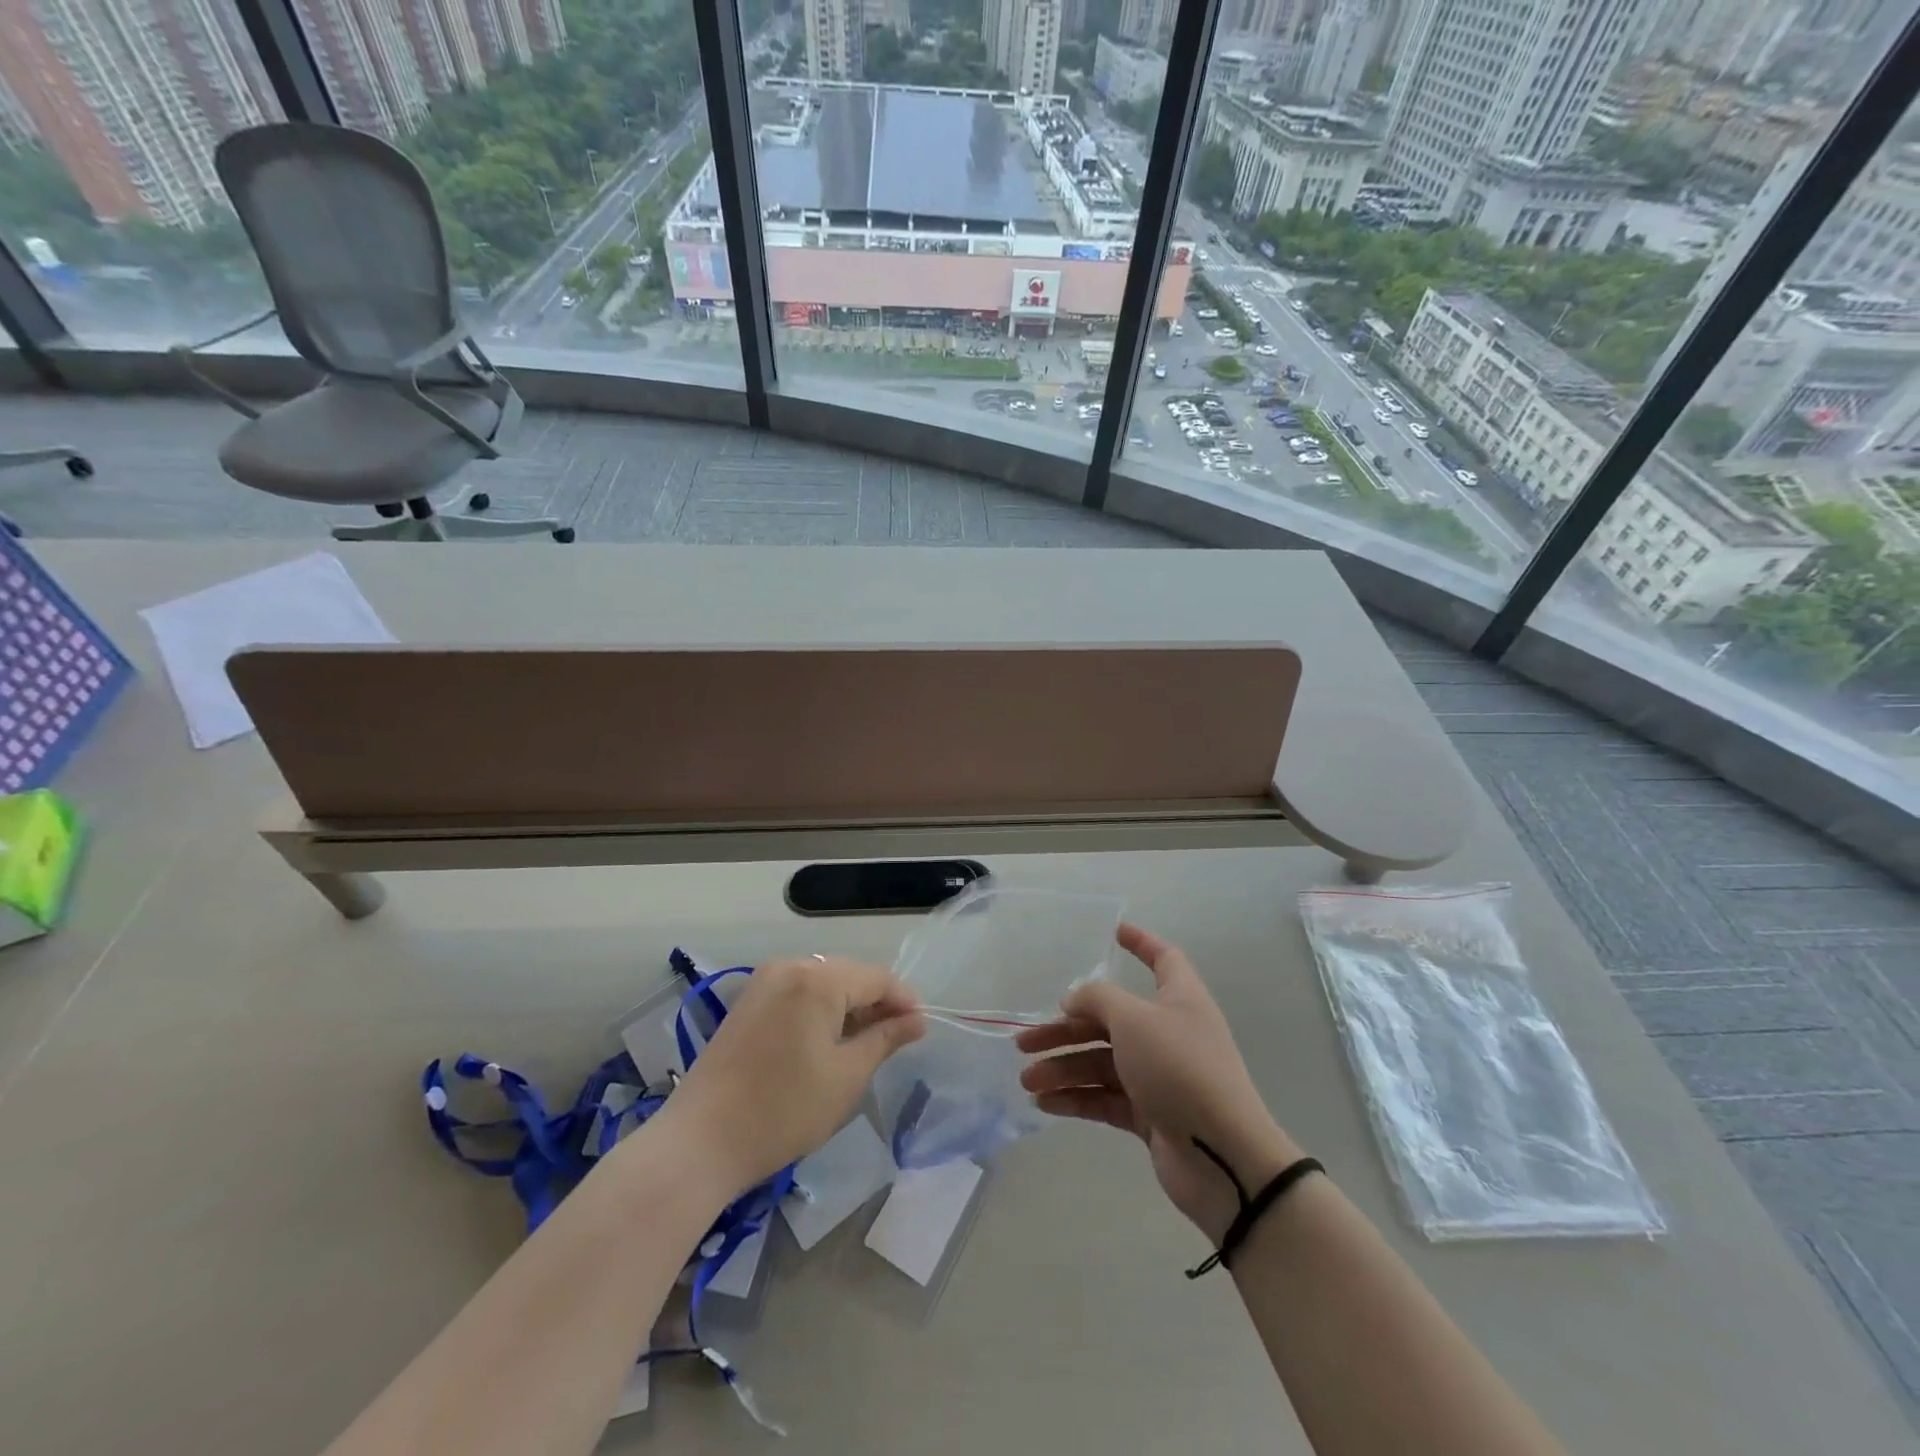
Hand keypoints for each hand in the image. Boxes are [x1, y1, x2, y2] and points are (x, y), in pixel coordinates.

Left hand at [661, 956, 925, 1195]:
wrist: (699, 1142)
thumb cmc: (782, 1111)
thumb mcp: (846, 1077)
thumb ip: (884, 1039)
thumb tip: (916, 1020)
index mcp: (817, 979)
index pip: (876, 978)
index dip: (902, 1001)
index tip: (920, 1029)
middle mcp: (790, 967)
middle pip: (849, 975)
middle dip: (876, 1003)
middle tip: (897, 1039)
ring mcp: (763, 982)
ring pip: (823, 983)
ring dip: (848, 1007)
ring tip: (864, 1043)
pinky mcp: (747, 1002)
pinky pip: (797, 993)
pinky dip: (819, 1010)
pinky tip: (826, 1041)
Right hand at [1016, 924, 1300, 1243]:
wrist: (1223, 1156)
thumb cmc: (1180, 1069)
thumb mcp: (1134, 1020)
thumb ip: (1097, 999)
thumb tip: (1073, 999)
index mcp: (1179, 999)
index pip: (1163, 959)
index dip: (1141, 942)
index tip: (1114, 932)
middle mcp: (1169, 1033)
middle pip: (1110, 1019)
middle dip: (1066, 1029)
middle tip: (1024, 1042)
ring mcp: (1160, 1076)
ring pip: (1103, 1063)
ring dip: (1063, 1068)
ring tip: (1027, 1081)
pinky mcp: (1151, 1115)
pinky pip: (1106, 1097)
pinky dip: (1077, 1097)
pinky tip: (1045, 1103)